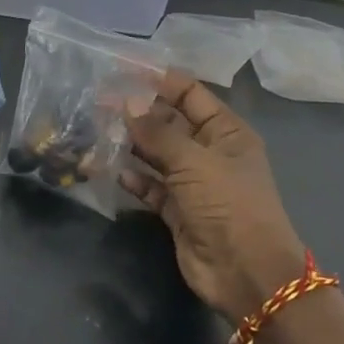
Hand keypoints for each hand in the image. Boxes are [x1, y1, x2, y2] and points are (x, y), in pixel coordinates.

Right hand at [121, 71, 307, 317]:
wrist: (246, 273)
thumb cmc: (228, 205)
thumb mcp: (194, 162)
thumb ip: (157, 133)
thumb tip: (127, 102)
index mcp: (226, 132)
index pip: (190, 94)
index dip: (158, 80)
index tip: (122, 70)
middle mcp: (210, 152)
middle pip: (169, 123)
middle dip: (138, 113)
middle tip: (99, 103)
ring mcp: (193, 182)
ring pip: (157, 155)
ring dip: (131, 145)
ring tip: (98, 132)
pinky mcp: (178, 210)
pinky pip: (152, 187)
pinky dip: (135, 180)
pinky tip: (113, 172)